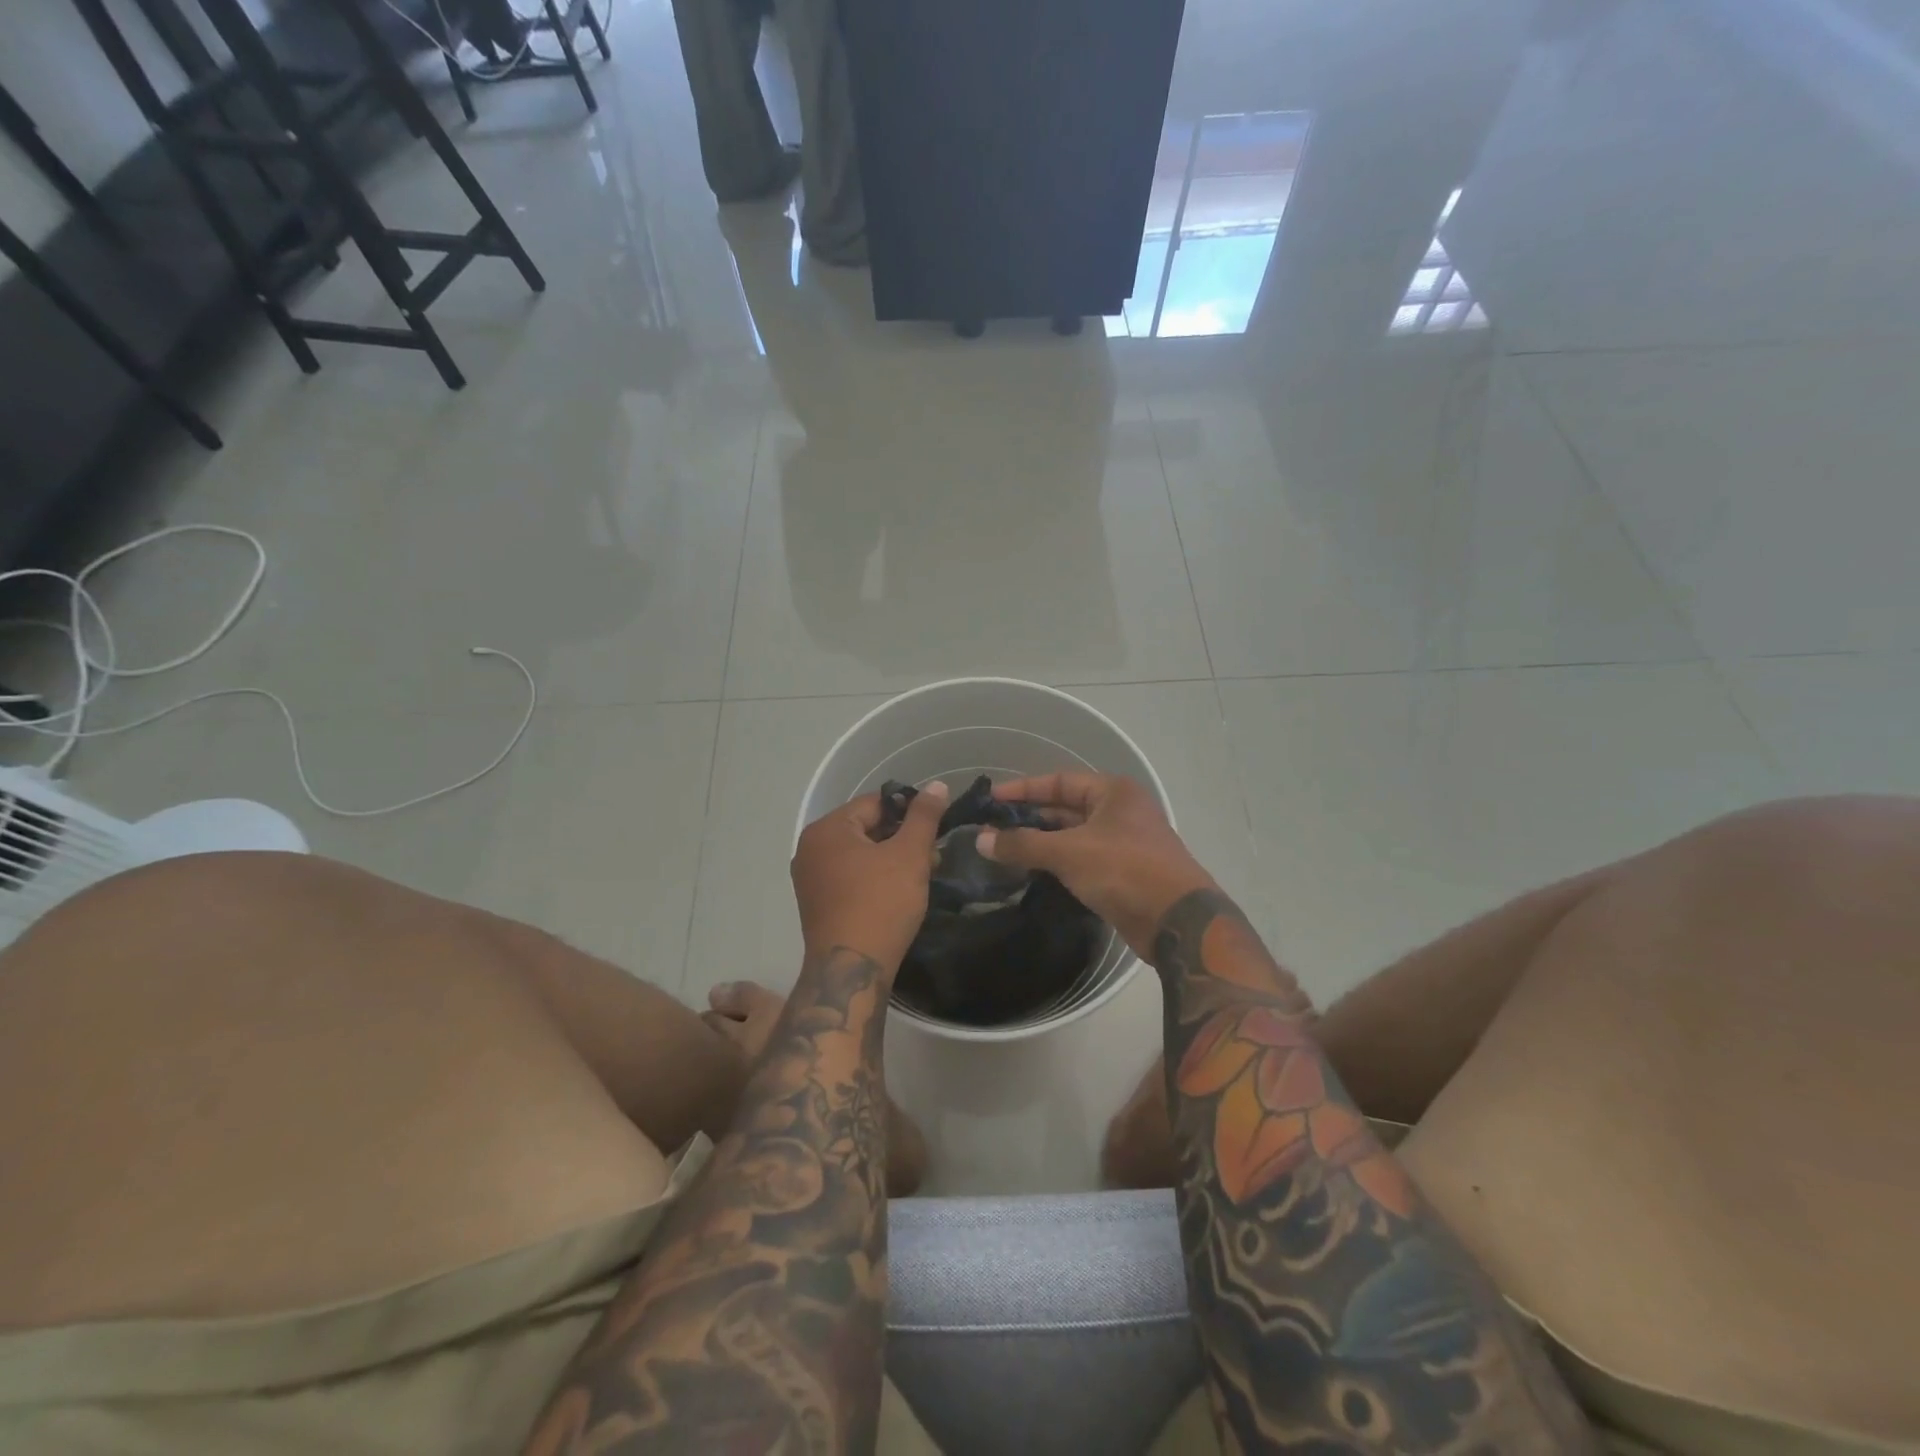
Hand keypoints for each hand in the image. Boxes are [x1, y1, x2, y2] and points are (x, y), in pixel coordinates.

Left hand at [792, 780, 948, 969]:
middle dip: (902, 839)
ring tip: (922, 877)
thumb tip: (937, 785)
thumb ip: (924, 817)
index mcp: (826, 829)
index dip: (909, 812)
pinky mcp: (817, 904)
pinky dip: (875, 879)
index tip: (935, 830)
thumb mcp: (910, 855)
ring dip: (892, 860)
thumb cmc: (881, 904)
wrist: (851, 970)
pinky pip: (850, 878)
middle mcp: (810, 848)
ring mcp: (810, 879)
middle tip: (933, 857)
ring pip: (860, 855)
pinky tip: (898, 894)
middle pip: (866, 829)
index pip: (875, 803)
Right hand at [978, 771, 1214, 962]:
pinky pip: (1082, 859)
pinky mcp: (1123, 872)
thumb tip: (980, 839)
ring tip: (1004, 851)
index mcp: (1113, 792)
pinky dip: (1058, 862)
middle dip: (1030, 818)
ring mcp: (1124, 842)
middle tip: (992, 828)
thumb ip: (1023, 844)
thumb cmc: (1124, 870)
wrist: (1177, 922)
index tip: (991, 800)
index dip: (1023, 789)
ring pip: (1073, 836)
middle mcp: (1120, 811)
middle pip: (1065, 808)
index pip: (1059, 781)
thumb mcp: (1069, 852)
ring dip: (1041, 843)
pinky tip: (1032, 872)